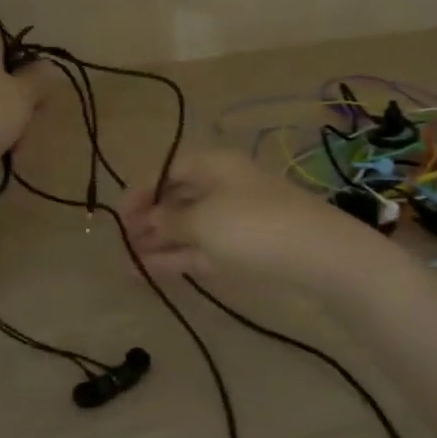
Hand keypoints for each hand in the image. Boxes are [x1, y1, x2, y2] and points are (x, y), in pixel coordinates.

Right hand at [123, 149, 383, 295]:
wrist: (318, 254)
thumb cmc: (253, 225)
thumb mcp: (202, 221)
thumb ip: (168, 222)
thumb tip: (147, 222)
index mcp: (214, 165)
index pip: (168, 170)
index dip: (141, 190)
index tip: (118, 216)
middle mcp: (223, 187)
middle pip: (178, 199)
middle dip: (149, 221)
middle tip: (123, 243)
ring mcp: (235, 220)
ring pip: (189, 228)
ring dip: (160, 243)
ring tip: (129, 263)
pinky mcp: (245, 249)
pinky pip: (203, 249)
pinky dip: (179, 258)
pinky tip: (153, 271)